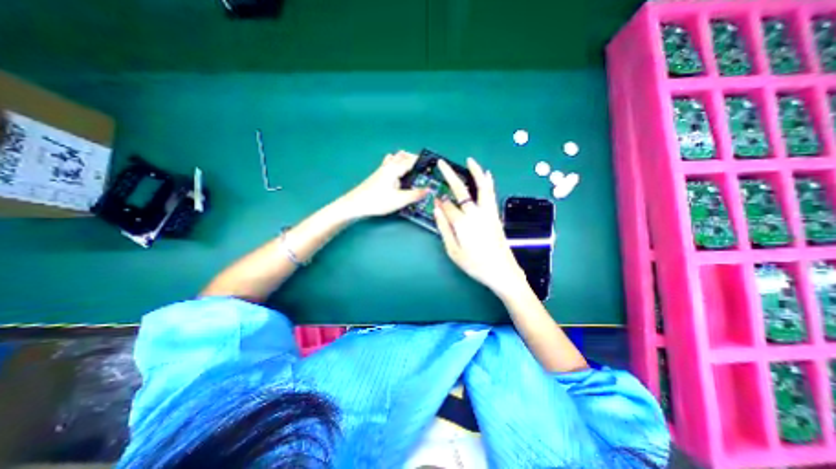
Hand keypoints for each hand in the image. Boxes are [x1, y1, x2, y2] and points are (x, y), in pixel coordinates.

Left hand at [339, 150, 430, 219]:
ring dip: (405, 160)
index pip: (412, 160)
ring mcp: (382, 169)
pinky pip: (390, 163)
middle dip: (415, 159)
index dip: (423, 162)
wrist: (356, 204)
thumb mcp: (399, 200)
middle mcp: (389, 165)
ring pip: (396, 157)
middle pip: (404, 155)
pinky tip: (398, 173)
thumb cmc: (378, 201)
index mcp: (395, 168)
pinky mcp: (378, 174)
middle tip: (424, 170)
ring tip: (413, 170)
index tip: (432, 167)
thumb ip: (416, 194)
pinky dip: (397, 163)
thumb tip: (429, 190)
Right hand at [435, 157, 524, 297]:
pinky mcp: (495, 215)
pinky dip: (488, 183)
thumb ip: (444, 229)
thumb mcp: (453, 251)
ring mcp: (487, 212)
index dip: (439, 203)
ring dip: (475, 172)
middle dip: (449, 175)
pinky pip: (491, 194)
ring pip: (481, 187)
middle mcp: (475, 213)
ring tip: (470, 160)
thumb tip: (436, 209)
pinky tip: (487, 175)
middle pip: (460, 190)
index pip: (447, 207)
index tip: (434, 200)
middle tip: (441, 163)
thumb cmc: (475, 264)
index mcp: (462, 223)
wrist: (502, 271)